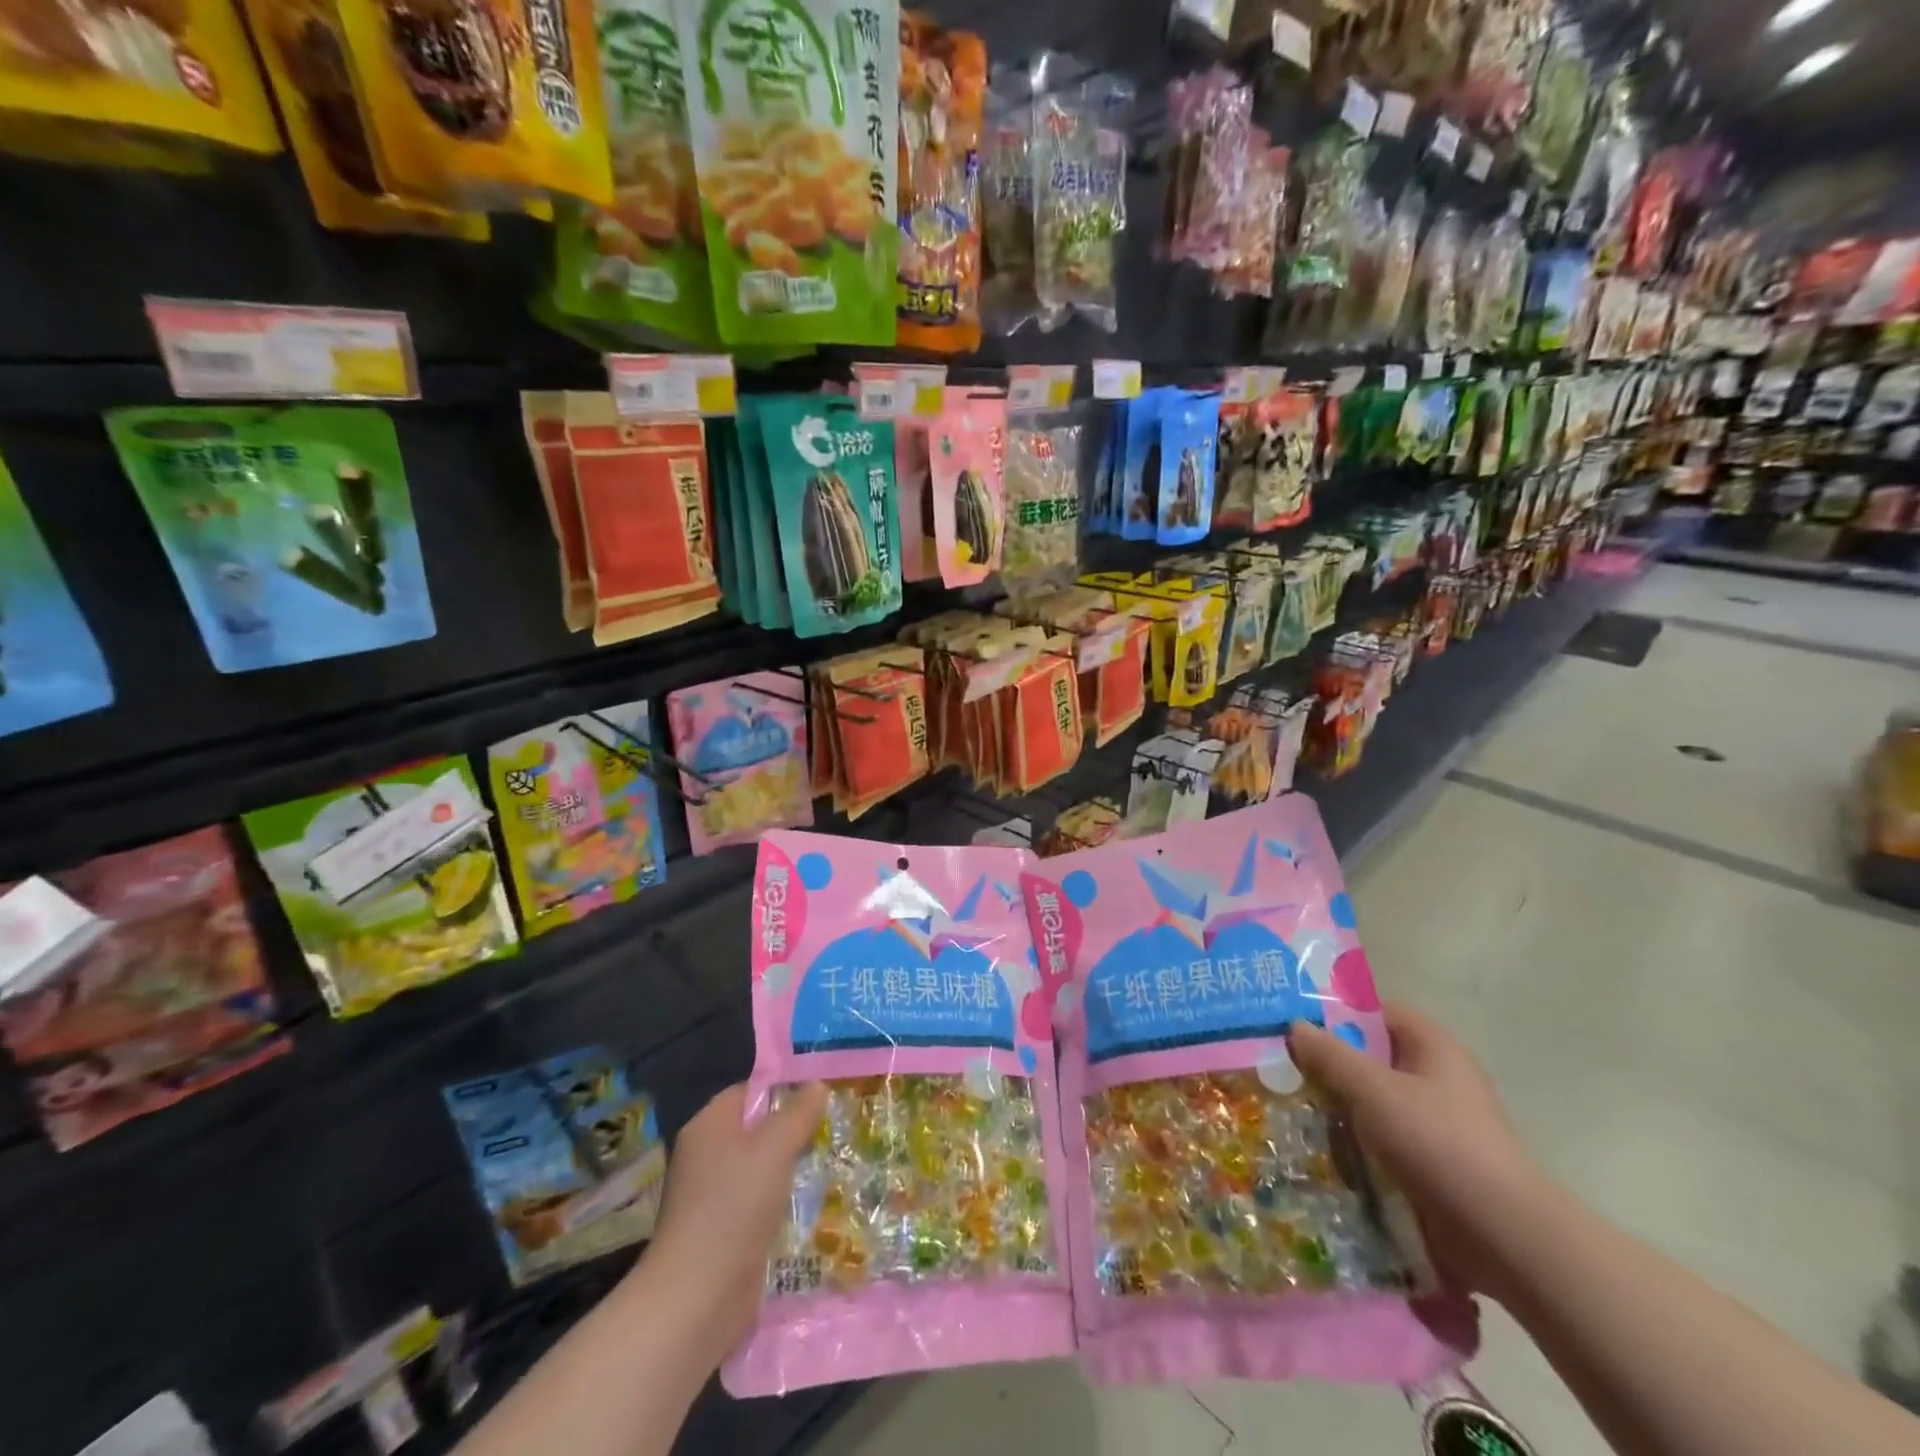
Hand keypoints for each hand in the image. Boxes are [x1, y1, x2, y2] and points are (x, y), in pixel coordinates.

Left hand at [639, 1082, 826, 1368]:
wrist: (697, 1298)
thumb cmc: (734, 1207)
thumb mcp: (775, 1148)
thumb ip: (798, 1113)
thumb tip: (816, 1084)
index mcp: (709, 1125)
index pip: (749, 1091)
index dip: (784, 1088)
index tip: (823, 1093)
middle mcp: (706, 1155)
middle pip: (756, 1129)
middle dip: (793, 1129)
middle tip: (834, 1126)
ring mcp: (712, 1196)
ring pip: (761, 1168)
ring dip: (791, 1168)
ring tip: (832, 1161)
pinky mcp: (723, 1232)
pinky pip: (759, 1202)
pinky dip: (782, 1201)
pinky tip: (813, 1204)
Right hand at [1289, 1003, 1546, 1301]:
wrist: (1503, 1236)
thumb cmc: (1438, 1143)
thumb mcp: (1373, 1089)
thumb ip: (1330, 1054)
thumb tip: (1294, 1025)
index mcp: (1433, 1046)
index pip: (1375, 1012)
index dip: (1334, 1012)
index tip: (1291, 1023)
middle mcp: (1438, 1078)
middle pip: (1371, 1057)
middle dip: (1328, 1064)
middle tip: (1280, 1067)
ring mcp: (1438, 1123)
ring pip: (1373, 1101)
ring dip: (1337, 1106)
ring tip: (1289, 1108)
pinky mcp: (1434, 1163)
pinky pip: (1383, 1139)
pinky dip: (1354, 1141)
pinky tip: (1320, 1149)